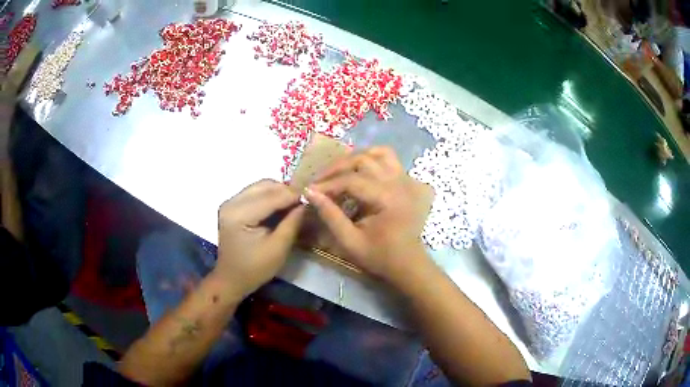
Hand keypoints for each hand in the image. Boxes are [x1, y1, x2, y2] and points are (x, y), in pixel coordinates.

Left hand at [214, 179, 304, 299]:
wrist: (231, 279)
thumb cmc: (254, 269)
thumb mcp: (278, 248)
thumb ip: (292, 223)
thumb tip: (306, 203)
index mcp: (239, 214)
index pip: (272, 196)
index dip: (294, 195)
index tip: (314, 198)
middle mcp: (232, 202)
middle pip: (265, 185)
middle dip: (287, 191)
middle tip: (305, 201)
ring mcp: (230, 202)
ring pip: (261, 186)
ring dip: (279, 192)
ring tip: (294, 204)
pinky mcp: (232, 205)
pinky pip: (255, 192)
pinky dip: (270, 196)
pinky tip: (281, 206)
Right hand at [304, 147, 433, 283]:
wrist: (408, 263)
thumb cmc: (379, 256)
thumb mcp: (350, 241)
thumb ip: (330, 215)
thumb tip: (311, 192)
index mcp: (387, 198)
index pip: (351, 181)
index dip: (328, 184)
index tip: (310, 190)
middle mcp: (400, 183)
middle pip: (364, 160)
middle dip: (338, 167)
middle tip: (321, 180)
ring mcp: (408, 180)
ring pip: (382, 153)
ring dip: (359, 157)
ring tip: (342, 170)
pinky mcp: (411, 183)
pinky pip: (393, 162)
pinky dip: (377, 161)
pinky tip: (365, 172)